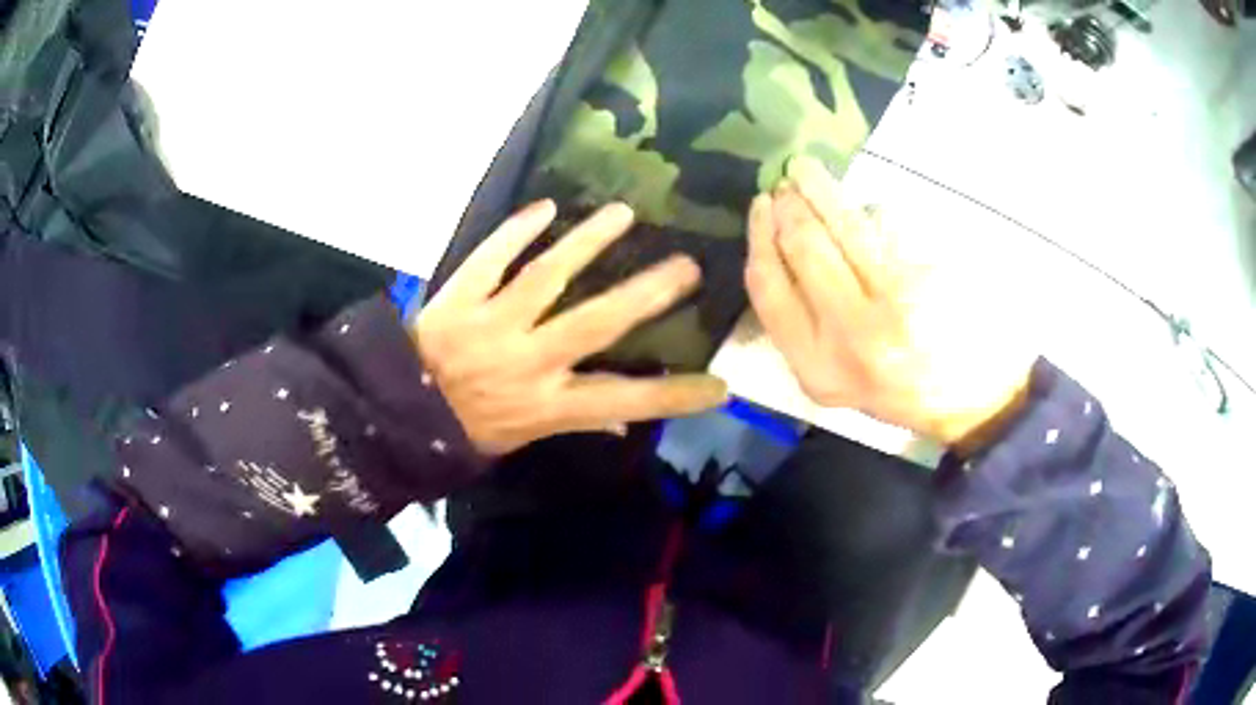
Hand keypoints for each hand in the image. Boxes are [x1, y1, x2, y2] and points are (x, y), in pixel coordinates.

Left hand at [414, 200, 727, 455]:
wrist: (395, 412)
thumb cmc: (465, 430)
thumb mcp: (521, 440)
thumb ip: (572, 420)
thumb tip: (621, 419)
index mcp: (546, 404)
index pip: (623, 400)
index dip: (673, 395)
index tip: (719, 383)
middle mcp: (528, 360)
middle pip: (596, 323)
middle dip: (646, 293)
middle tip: (686, 265)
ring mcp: (492, 323)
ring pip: (546, 276)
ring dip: (587, 242)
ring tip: (623, 213)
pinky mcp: (459, 298)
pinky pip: (489, 258)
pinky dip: (515, 231)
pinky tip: (544, 208)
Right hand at [744, 157, 1034, 449]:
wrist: (975, 402)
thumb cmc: (904, 394)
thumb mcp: (842, 382)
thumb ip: (809, 330)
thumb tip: (784, 252)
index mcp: (819, 369)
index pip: (769, 289)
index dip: (759, 238)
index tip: (761, 207)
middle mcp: (851, 337)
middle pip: (804, 249)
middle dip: (789, 206)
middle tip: (785, 183)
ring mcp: (894, 304)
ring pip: (846, 229)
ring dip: (822, 190)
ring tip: (808, 170)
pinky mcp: (929, 278)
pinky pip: (889, 230)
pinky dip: (874, 213)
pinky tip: (869, 208)